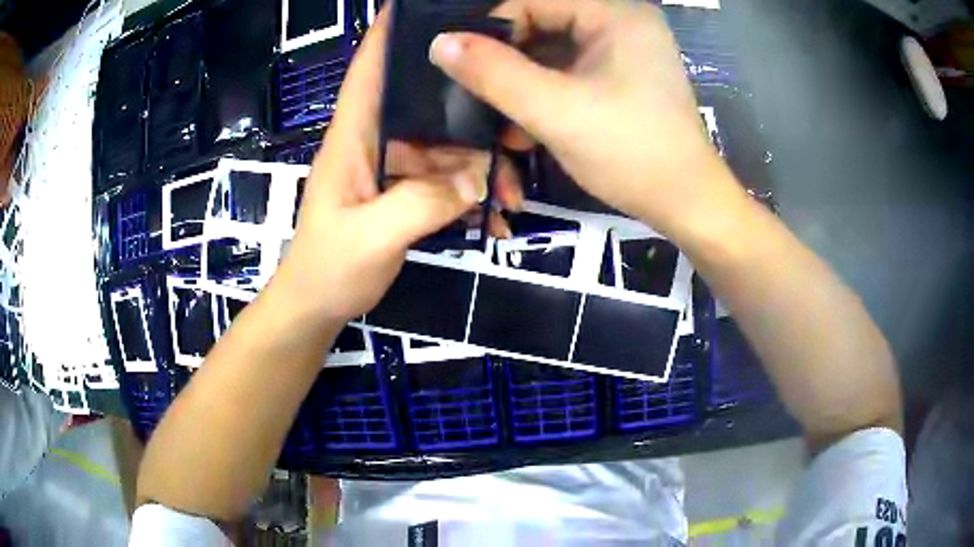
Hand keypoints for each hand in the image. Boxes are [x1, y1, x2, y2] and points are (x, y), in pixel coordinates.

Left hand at [270, 9, 522, 328]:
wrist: (317, 306)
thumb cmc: (328, 269)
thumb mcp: (370, 239)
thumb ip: (420, 204)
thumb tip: (478, 179)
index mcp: (353, 138)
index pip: (369, 69)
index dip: (390, 33)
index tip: (422, 9)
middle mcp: (375, 141)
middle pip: (426, 104)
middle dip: (471, 110)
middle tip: (516, 126)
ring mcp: (392, 167)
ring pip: (446, 147)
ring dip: (481, 167)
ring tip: (513, 198)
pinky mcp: (404, 191)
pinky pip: (446, 180)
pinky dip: (471, 195)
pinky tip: (494, 220)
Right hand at [429, 0, 733, 232]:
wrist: (687, 204)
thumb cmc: (630, 152)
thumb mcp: (555, 110)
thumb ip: (494, 73)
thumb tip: (440, 43)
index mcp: (615, 14)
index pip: (533, 1)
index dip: (493, 31)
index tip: (465, 71)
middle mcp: (622, 23)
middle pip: (543, 25)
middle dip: (508, 65)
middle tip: (480, 101)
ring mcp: (626, 52)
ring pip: (553, 53)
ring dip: (523, 86)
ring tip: (501, 124)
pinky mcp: (624, 78)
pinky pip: (571, 73)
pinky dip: (545, 97)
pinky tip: (528, 129)